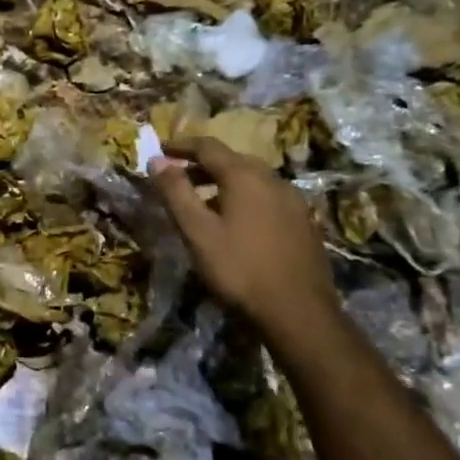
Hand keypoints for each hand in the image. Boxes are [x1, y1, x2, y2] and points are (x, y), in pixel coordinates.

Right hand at [150, 136, 340, 344]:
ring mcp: (293, 201)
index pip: (208, 146)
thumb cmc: (239, 269)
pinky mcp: (304, 223)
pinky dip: (246, 199)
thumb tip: (156, 159)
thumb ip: (176, 192)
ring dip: (225, 183)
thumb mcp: (197, 231)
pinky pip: (268, 198)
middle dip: (202, 165)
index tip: (161, 150)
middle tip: (179, 178)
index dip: (181, 146)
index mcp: (245, 176)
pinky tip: (237, 223)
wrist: (298, 313)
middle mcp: (273, 179)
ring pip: (253, 180)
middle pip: (233, 160)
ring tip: (204, 203)